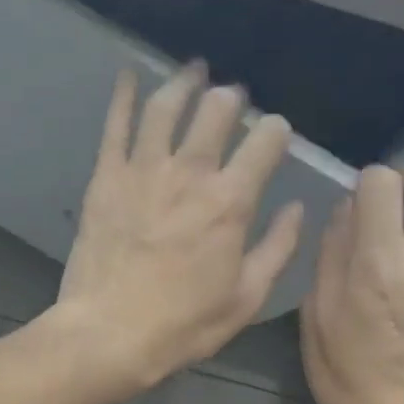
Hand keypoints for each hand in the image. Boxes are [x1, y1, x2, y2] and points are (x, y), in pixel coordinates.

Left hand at [49, 65, 303, 395]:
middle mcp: (190, 173)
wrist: (108, 333)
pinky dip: (124, 96)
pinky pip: (116, 125)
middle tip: (233, 99)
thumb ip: (278, 248)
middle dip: (232, 99)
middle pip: (217, 111)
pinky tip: (129, 75)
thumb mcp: (246, 298)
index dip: (277, 131)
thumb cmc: (182, 324)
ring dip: (184, 82)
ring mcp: (143, 170)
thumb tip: (297, 209)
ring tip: (194, 70)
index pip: (265, 142)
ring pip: (167, 107)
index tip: (276, 134)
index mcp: (231, 201)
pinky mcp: (105, 178)